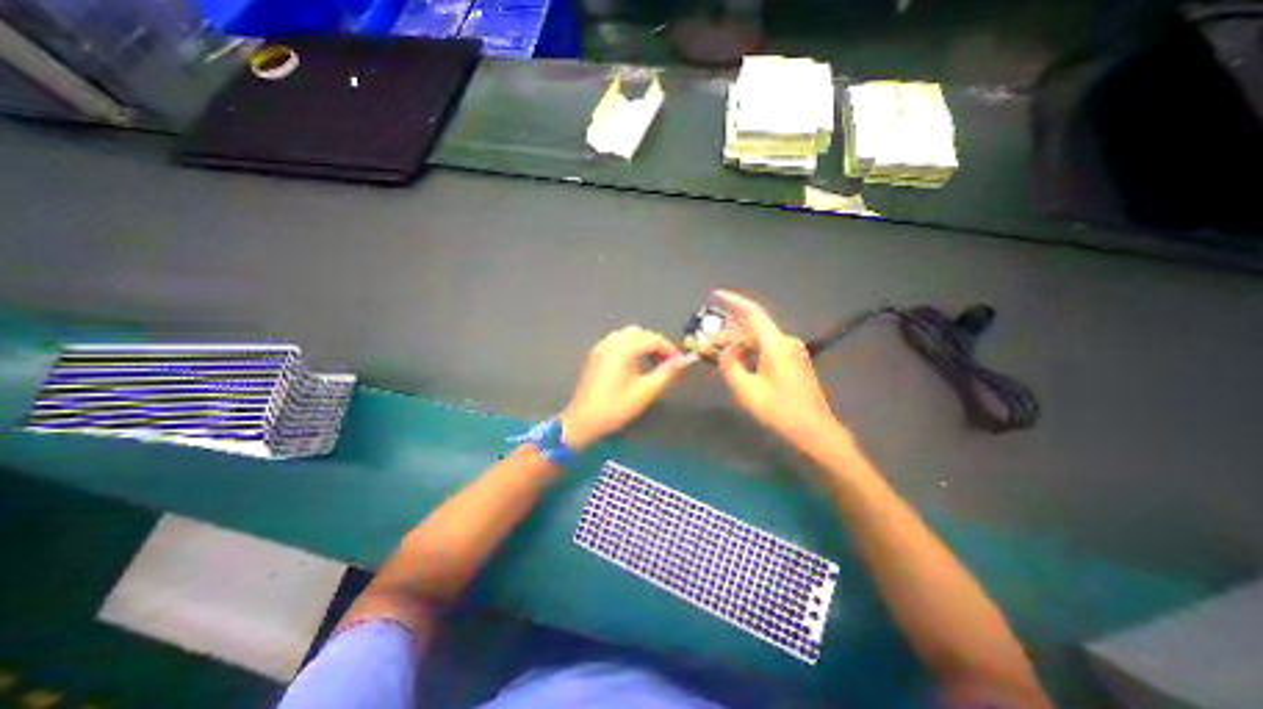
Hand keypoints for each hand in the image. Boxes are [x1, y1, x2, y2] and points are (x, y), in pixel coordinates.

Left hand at [563, 323, 701, 449]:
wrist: (583, 420)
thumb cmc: (616, 407)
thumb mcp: (646, 391)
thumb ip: (666, 373)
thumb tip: (682, 362)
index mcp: (623, 348)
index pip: (653, 339)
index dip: (670, 349)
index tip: (680, 363)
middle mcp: (611, 342)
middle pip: (641, 333)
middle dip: (658, 345)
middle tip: (669, 363)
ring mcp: (601, 347)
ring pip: (629, 336)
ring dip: (645, 345)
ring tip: (655, 363)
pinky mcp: (596, 354)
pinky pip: (618, 342)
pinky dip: (632, 347)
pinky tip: (637, 364)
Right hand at [709, 292, 848, 450]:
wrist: (814, 431)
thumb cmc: (779, 411)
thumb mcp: (747, 390)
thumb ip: (730, 366)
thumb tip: (725, 352)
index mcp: (775, 344)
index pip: (753, 313)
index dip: (733, 301)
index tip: (716, 294)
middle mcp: (785, 342)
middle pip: (752, 328)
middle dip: (728, 332)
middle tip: (707, 341)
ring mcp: (791, 352)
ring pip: (758, 339)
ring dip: (737, 343)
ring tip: (716, 352)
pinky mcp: (792, 362)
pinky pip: (765, 349)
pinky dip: (748, 351)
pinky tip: (736, 361)